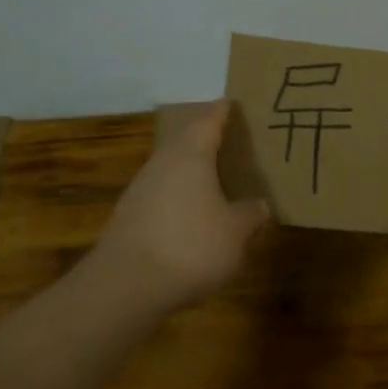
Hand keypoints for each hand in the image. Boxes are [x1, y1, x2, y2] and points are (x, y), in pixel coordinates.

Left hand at [90, 101, 271, 312]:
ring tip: (214, 180)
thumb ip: (250, 215)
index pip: (209, 122)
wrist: (126, 286)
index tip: (231, 103)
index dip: (222, 112)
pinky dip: (178, 197)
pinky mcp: (129, 216)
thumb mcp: (235, 233)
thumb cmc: (190, 247)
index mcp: (191, 156)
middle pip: (185, 142)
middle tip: (229, 141)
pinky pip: (160, 194)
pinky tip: (190, 216)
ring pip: (171, 169)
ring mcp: (141, 189)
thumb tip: (261, 204)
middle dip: (206, 140)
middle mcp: (163, 164)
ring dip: (190, 170)